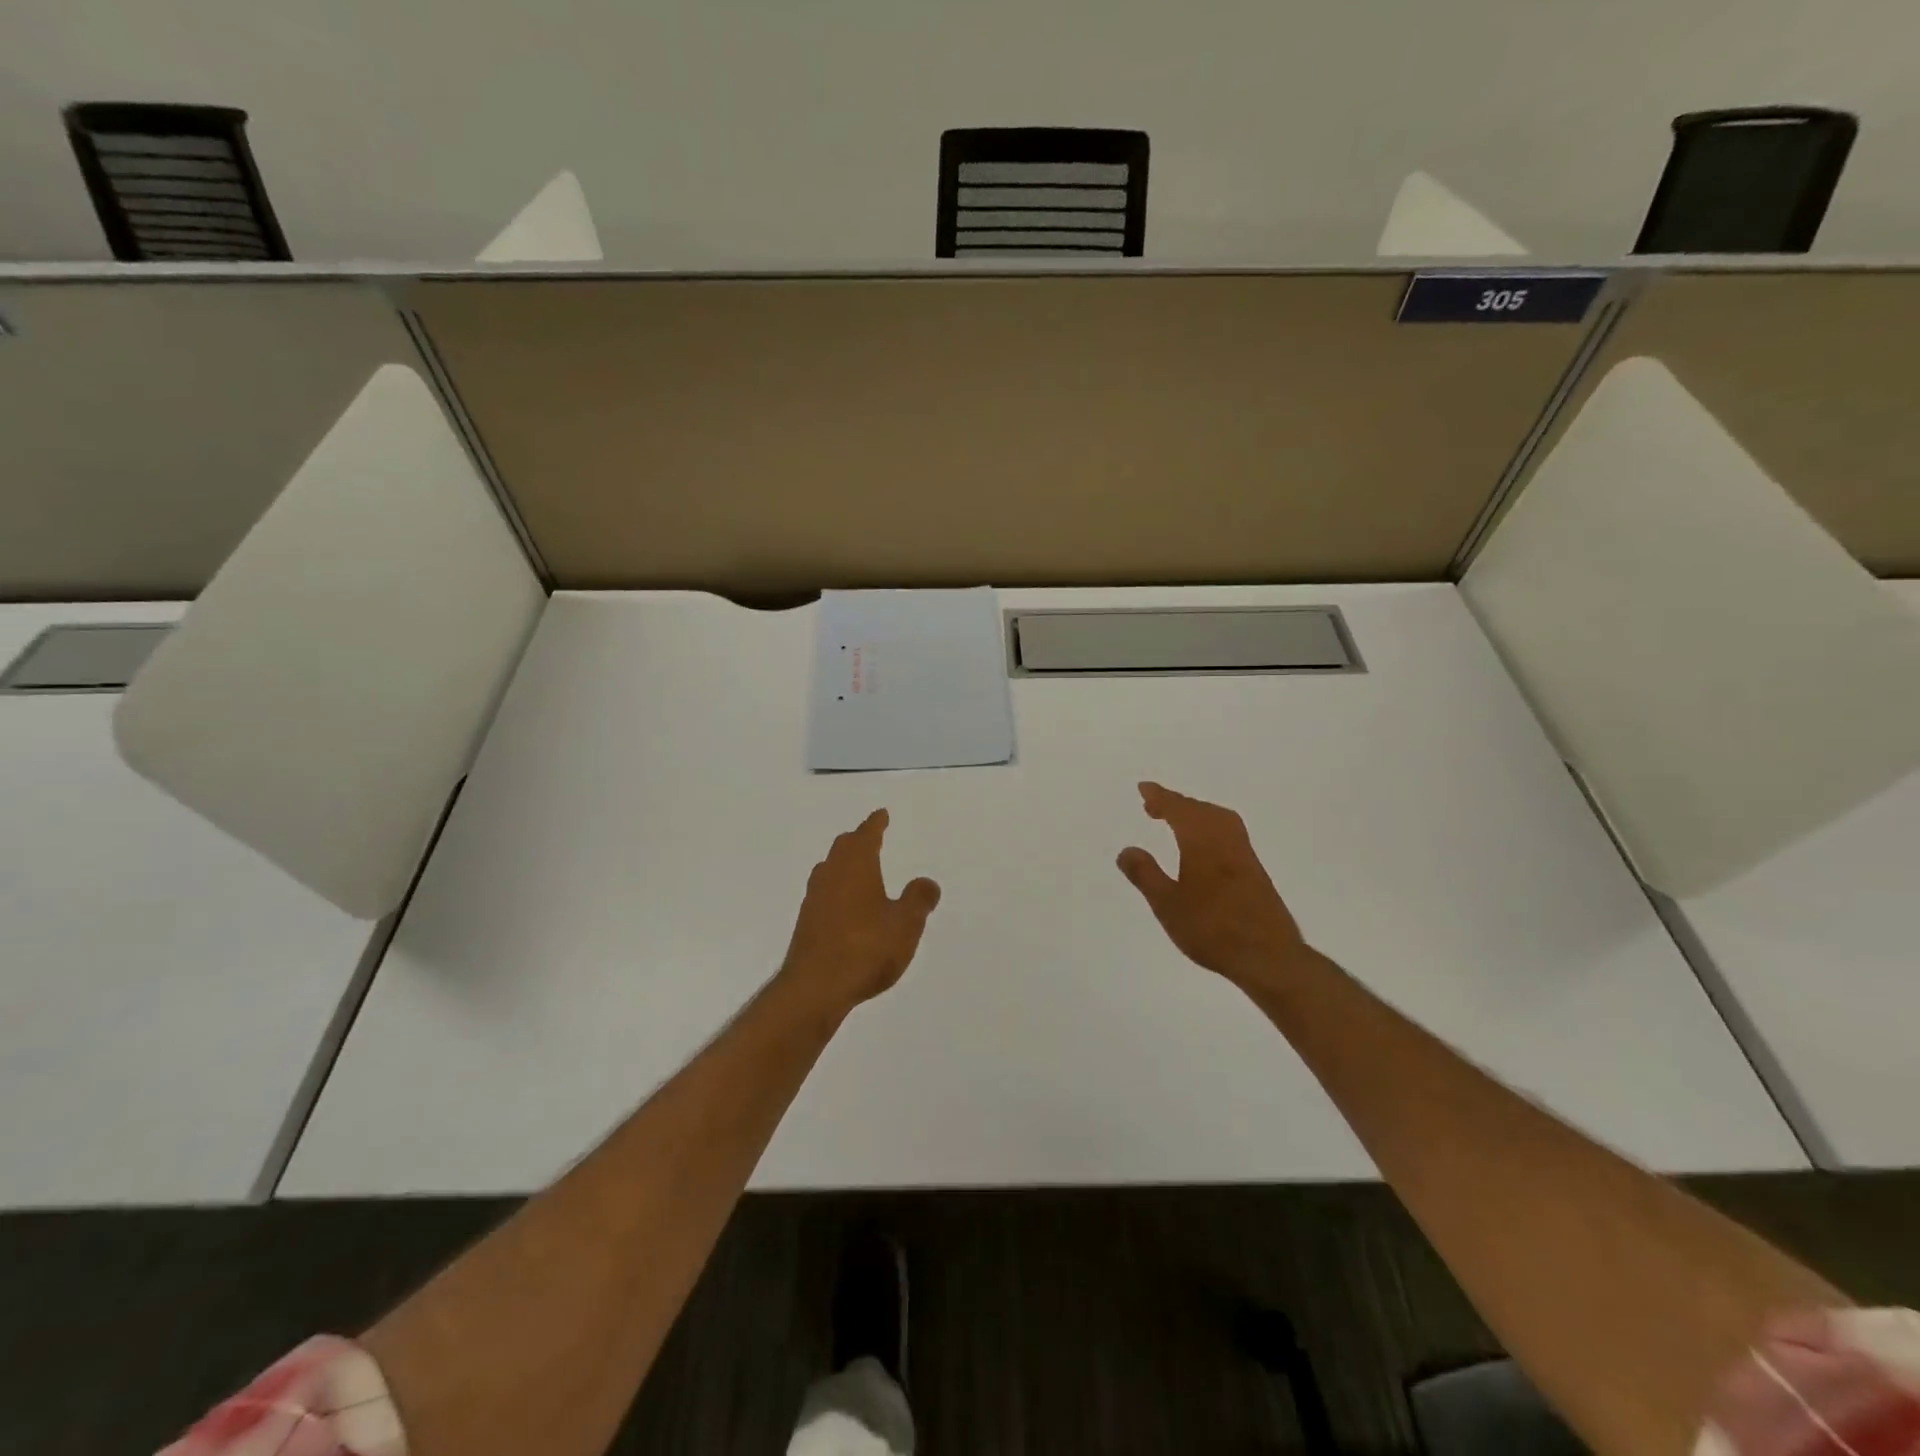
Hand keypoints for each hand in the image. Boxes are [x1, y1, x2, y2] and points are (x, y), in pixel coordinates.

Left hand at [778, 809, 941, 1015]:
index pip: (866, 836)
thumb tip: (927, 882)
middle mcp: (831, 875)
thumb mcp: (905, 924)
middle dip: (858, 840)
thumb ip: (918, 900)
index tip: (881, 814)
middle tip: (870, 836)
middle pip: (843, 848)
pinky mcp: (807, 924)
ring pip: (830, 870)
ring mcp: (814, 899)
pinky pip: (824, 894)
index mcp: (856, 866)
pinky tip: (845, 905)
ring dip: (844, 864)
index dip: (875, 824)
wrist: (815, 986)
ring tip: (857, 868)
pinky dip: (837, 889)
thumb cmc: (866, 947)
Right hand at [1117, 782, 1309, 985]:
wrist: (1268, 956)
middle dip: (1177, 804)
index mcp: (1203, 842)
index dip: (1161, 798)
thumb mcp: (1167, 904)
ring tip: (1177, 821)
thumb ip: (1145, 875)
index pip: (1179, 810)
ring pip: (1219, 820)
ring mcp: (1245, 856)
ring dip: (1196, 814)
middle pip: (1201, 811)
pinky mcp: (1255, 872)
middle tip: (1154, 805)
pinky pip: (1229, 834)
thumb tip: (1127, 850)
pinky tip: (1203, 847)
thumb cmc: (1212, 929)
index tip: (1144, 788)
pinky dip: (1210, 828)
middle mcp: (1226, 841)